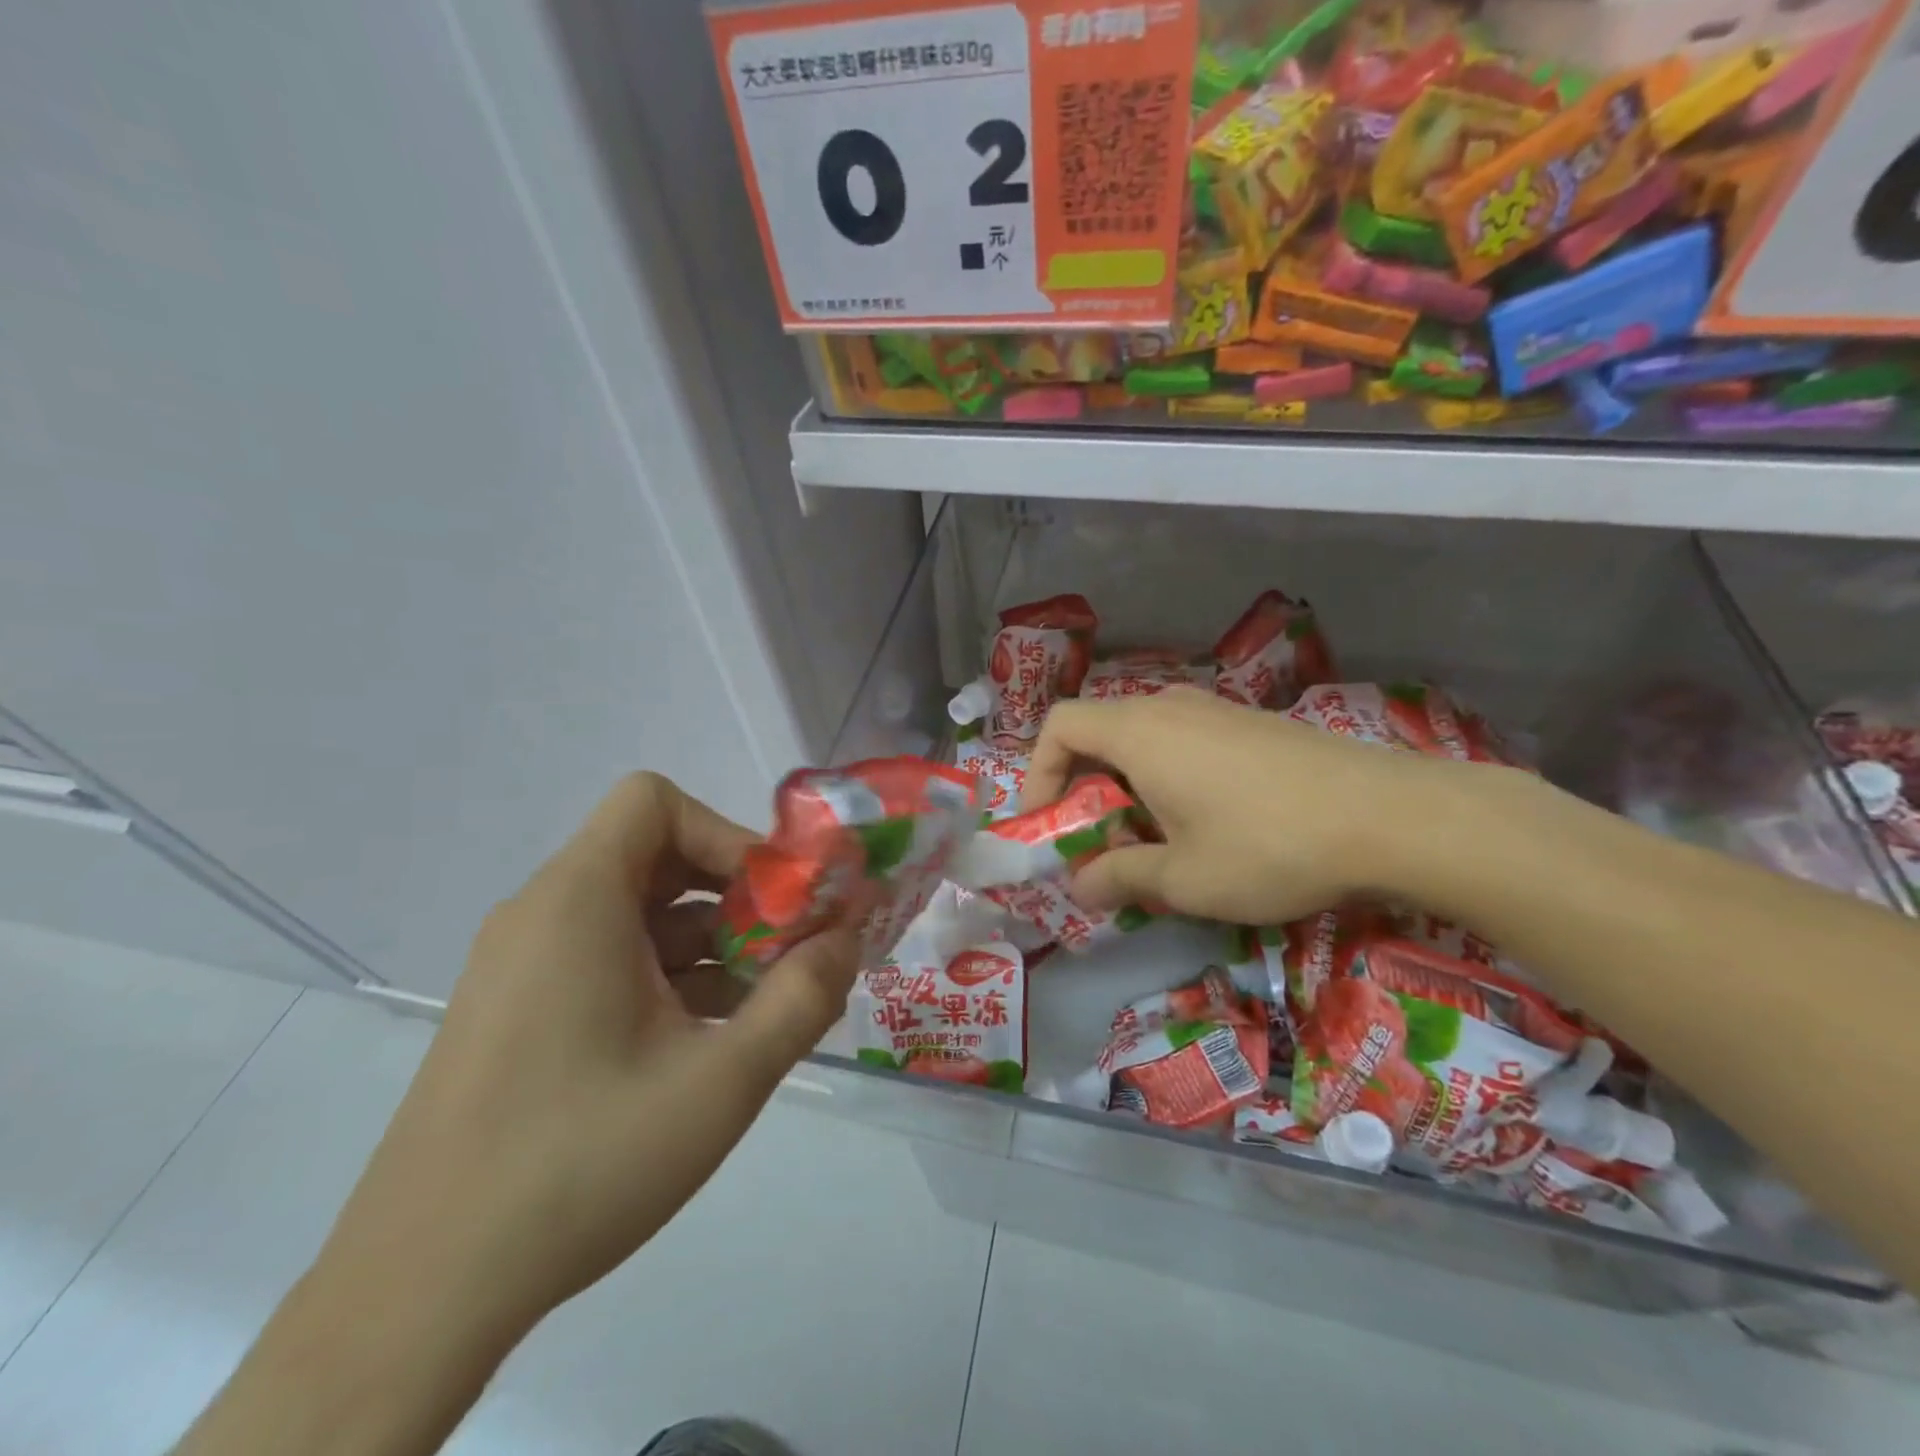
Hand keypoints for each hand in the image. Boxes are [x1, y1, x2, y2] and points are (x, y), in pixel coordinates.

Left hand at [322, 772, 860, 1334]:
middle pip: (654, 856)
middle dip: (733, 894)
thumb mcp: (721, 1081)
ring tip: (761, 1005)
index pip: (654, 803)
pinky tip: (706, 1040)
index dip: (726, 834)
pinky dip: (668, 976)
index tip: (776, 899)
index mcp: (576, 901)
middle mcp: (542, 914)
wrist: (418, 1294)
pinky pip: (608, 958)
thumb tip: (847, 940)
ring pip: (637, 914)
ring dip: (709, 942)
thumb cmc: (579, 1163)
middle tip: (786, 950)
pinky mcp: (519, 1011)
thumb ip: (802, 998)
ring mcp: (523, 965)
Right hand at [1024, 688, 1455, 925]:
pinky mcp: (1253, 726)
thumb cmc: (1268, 846)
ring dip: (1129, 786)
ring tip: (1153, 840)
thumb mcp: (1183, 879)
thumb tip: (1080, 885)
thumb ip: (1120, 878)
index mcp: (1139, 733)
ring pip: (1145, 739)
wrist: (1392, 817)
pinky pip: (1186, 742)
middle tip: (1099, 843)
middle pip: (1100, 732)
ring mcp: (1218, 711)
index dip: (1038, 773)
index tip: (1048, 824)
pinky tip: (1208, 824)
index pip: (1059, 726)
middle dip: (1084, 788)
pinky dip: (1169, 778)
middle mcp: (1171, 707)